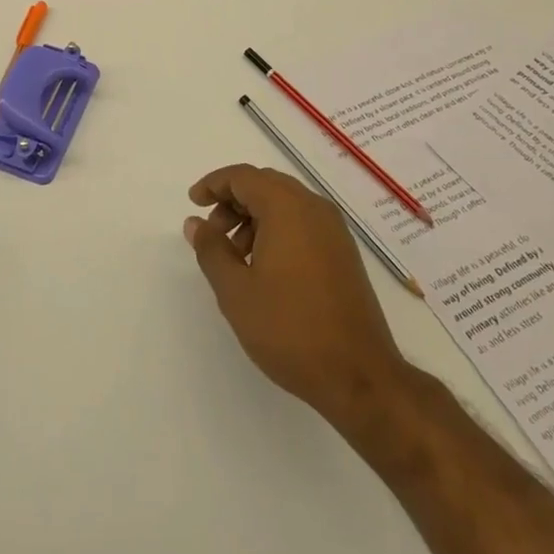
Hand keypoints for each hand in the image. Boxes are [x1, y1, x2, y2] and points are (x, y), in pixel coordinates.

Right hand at [186, 164, 406, 421]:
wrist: (359, 376)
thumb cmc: (289, 328)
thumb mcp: (236, 290)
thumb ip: (211, 249)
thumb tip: (196, 223)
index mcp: (287, 207)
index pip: (243, 176)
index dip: (214, 184)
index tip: (193, 203)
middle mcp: (314, 208)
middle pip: (265, 185)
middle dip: (233, 201)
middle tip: (212, 232)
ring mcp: (334, 230)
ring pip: (285, 204)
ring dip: (254, 218)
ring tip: (235, 256)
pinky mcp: (343, 253)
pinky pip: (302, 223)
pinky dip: (277, 230)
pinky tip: (264, 267)